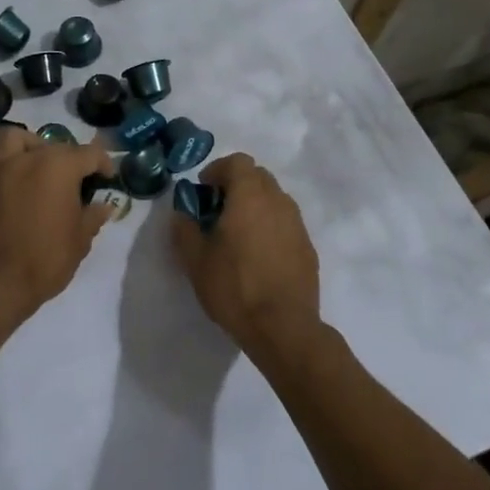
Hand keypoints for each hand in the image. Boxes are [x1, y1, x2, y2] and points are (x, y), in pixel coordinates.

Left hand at [0, 126, 115, 321]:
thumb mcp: (79, 241)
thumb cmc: (44, 261)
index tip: (107, 177)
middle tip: (72, 180)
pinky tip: (1, 174)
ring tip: (32, 162)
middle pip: (52, 144)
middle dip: (67, 157)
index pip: (90, 154)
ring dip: (26, 145)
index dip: (103, 163)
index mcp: (59, 167)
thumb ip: (93, 217)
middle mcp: (28, 158)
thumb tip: (104, 205)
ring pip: (12, 137)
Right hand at [170, 153, 321, 363]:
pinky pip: (285, 223)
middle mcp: (278, 201)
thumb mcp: (195, 260)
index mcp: (250, 196)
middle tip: (217, 210)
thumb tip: (182, 213)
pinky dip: (270, 226)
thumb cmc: (234, 287)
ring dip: (255, 205)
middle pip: (258, 177)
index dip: (218, 170)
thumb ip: (184, 229)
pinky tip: (258, 255)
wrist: (283, 327)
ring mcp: (297, 224)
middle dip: (236, 185)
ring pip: (274, 199)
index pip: (237, 162)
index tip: (203, 191)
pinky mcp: (308, 247)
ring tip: (237, 234)